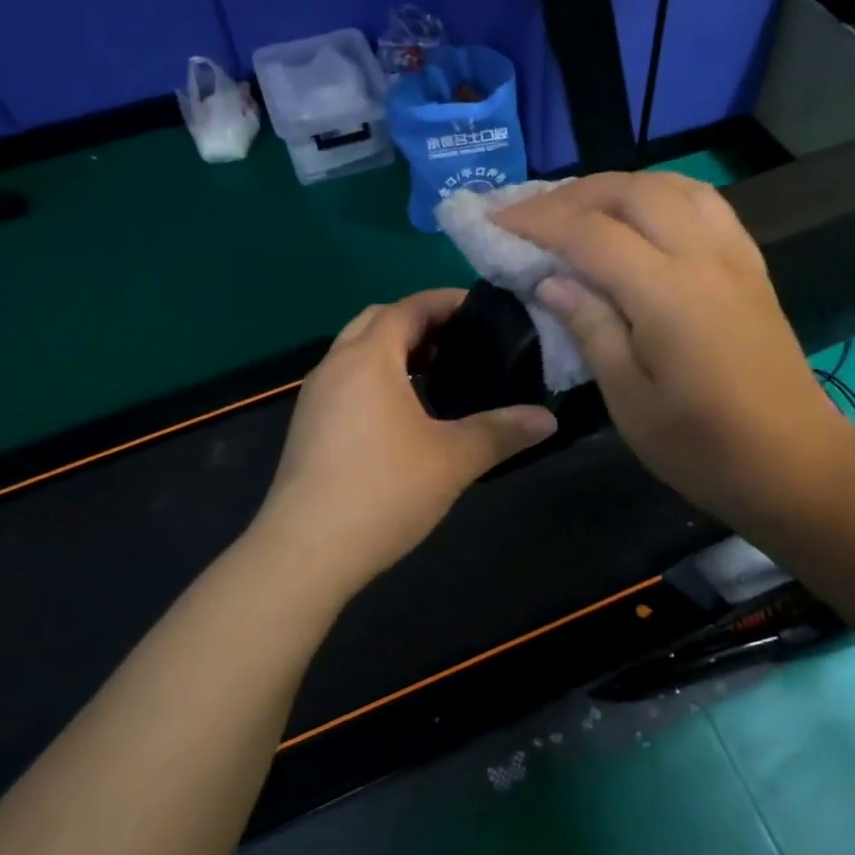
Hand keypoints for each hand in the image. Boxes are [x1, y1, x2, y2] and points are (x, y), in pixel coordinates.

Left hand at [251, 290, 557, 592]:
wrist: (305, 552)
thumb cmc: (383, 491)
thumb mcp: (453, 459)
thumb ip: (502, 431)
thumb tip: (548, 418)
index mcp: (368, 359)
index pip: (407, 308)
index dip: (444, 302)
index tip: (479, 309)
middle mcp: (335, 366)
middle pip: (376, 322)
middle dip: (418, 323)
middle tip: (459, 341)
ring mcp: (315, 398)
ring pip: (356, 353)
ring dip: (394, 351)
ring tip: (437, 373)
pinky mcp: (308, 427)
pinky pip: (346, 381)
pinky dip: (376, 378)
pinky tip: (403, 414)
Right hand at [496, 172, 854, 530]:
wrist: (794, 464)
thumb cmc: (702, 447)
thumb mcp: (630, 400)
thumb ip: (590, 328)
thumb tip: (551, 280)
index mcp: (668, 294)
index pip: (591, 233)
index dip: (538, 221)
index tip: (496, 221)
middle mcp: (704, 258)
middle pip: (632, 191)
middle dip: (573, 194)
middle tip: (531, 215)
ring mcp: (734, 257)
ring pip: (672, 185)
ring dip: (618, 187)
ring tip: (580, 208)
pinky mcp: (751, 267)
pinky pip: (705, 204)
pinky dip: (661, 194)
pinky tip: (642, 216)